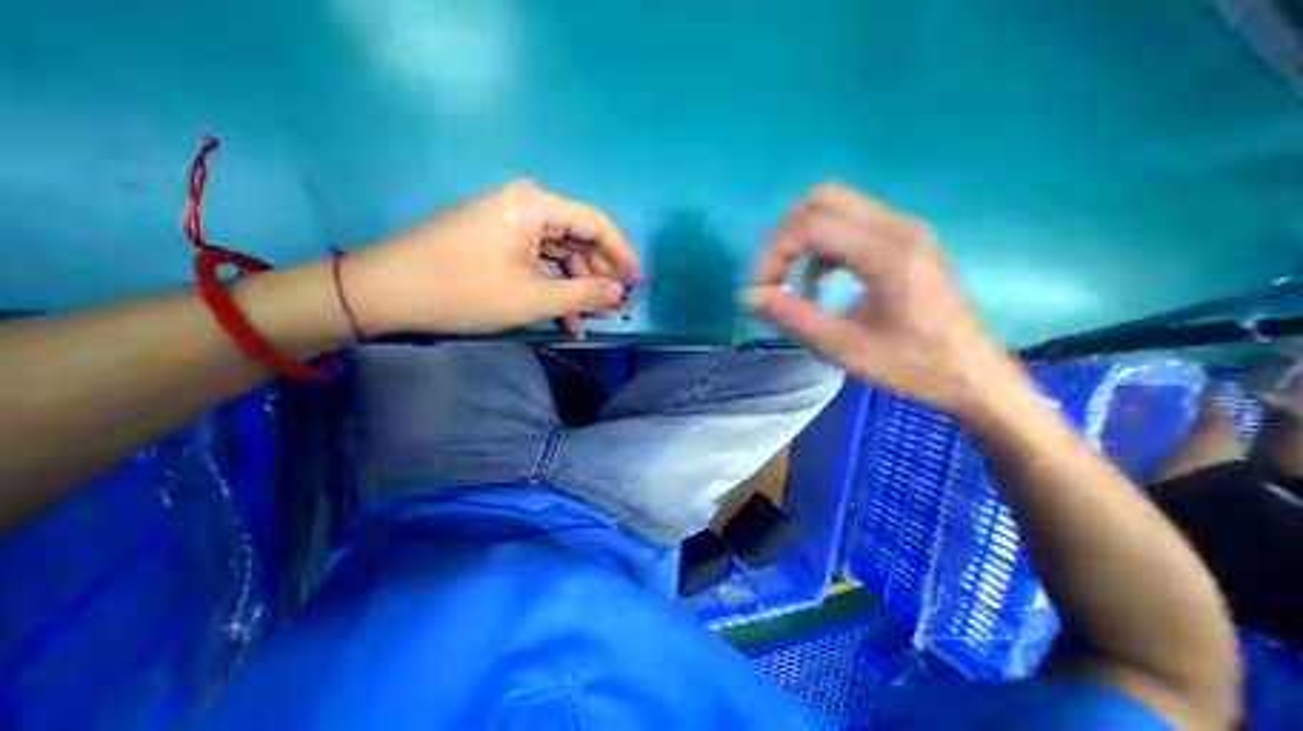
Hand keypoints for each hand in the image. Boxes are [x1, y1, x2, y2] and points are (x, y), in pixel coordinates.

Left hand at [340, 178, 635, 336]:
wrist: (386, 293)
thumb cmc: (463, 290)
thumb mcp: (532, 297)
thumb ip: (584, 294)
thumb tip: (619, 292)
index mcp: (536, 205)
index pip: (596, 223)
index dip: (622, 255)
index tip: (638, 284)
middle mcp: (527, 207)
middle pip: (580, 240)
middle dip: (599, 277)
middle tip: (616, 309)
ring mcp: (512, 225)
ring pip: (562, 256)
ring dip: (578, 289)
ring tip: (591, 321)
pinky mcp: (500, 243)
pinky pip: (541, 264)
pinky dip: (555, 289)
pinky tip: (565, 317)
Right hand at [748, 182, 1009, 417]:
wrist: (971, 372)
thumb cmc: (911, 365)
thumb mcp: (845, 348)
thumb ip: (794, 318)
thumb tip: (750, 296)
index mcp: (889, 255)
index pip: (813, 225)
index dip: (775, 254)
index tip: (762, 289)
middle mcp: (898, 227)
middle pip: (821, 197)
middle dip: (784, 234)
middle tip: (774, 276)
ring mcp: (903, 228)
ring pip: (833, 204)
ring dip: (800, 237)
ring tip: (792, 280)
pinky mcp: (902, 238)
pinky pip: (847, 221)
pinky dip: (819, 243)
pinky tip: (816, 279)